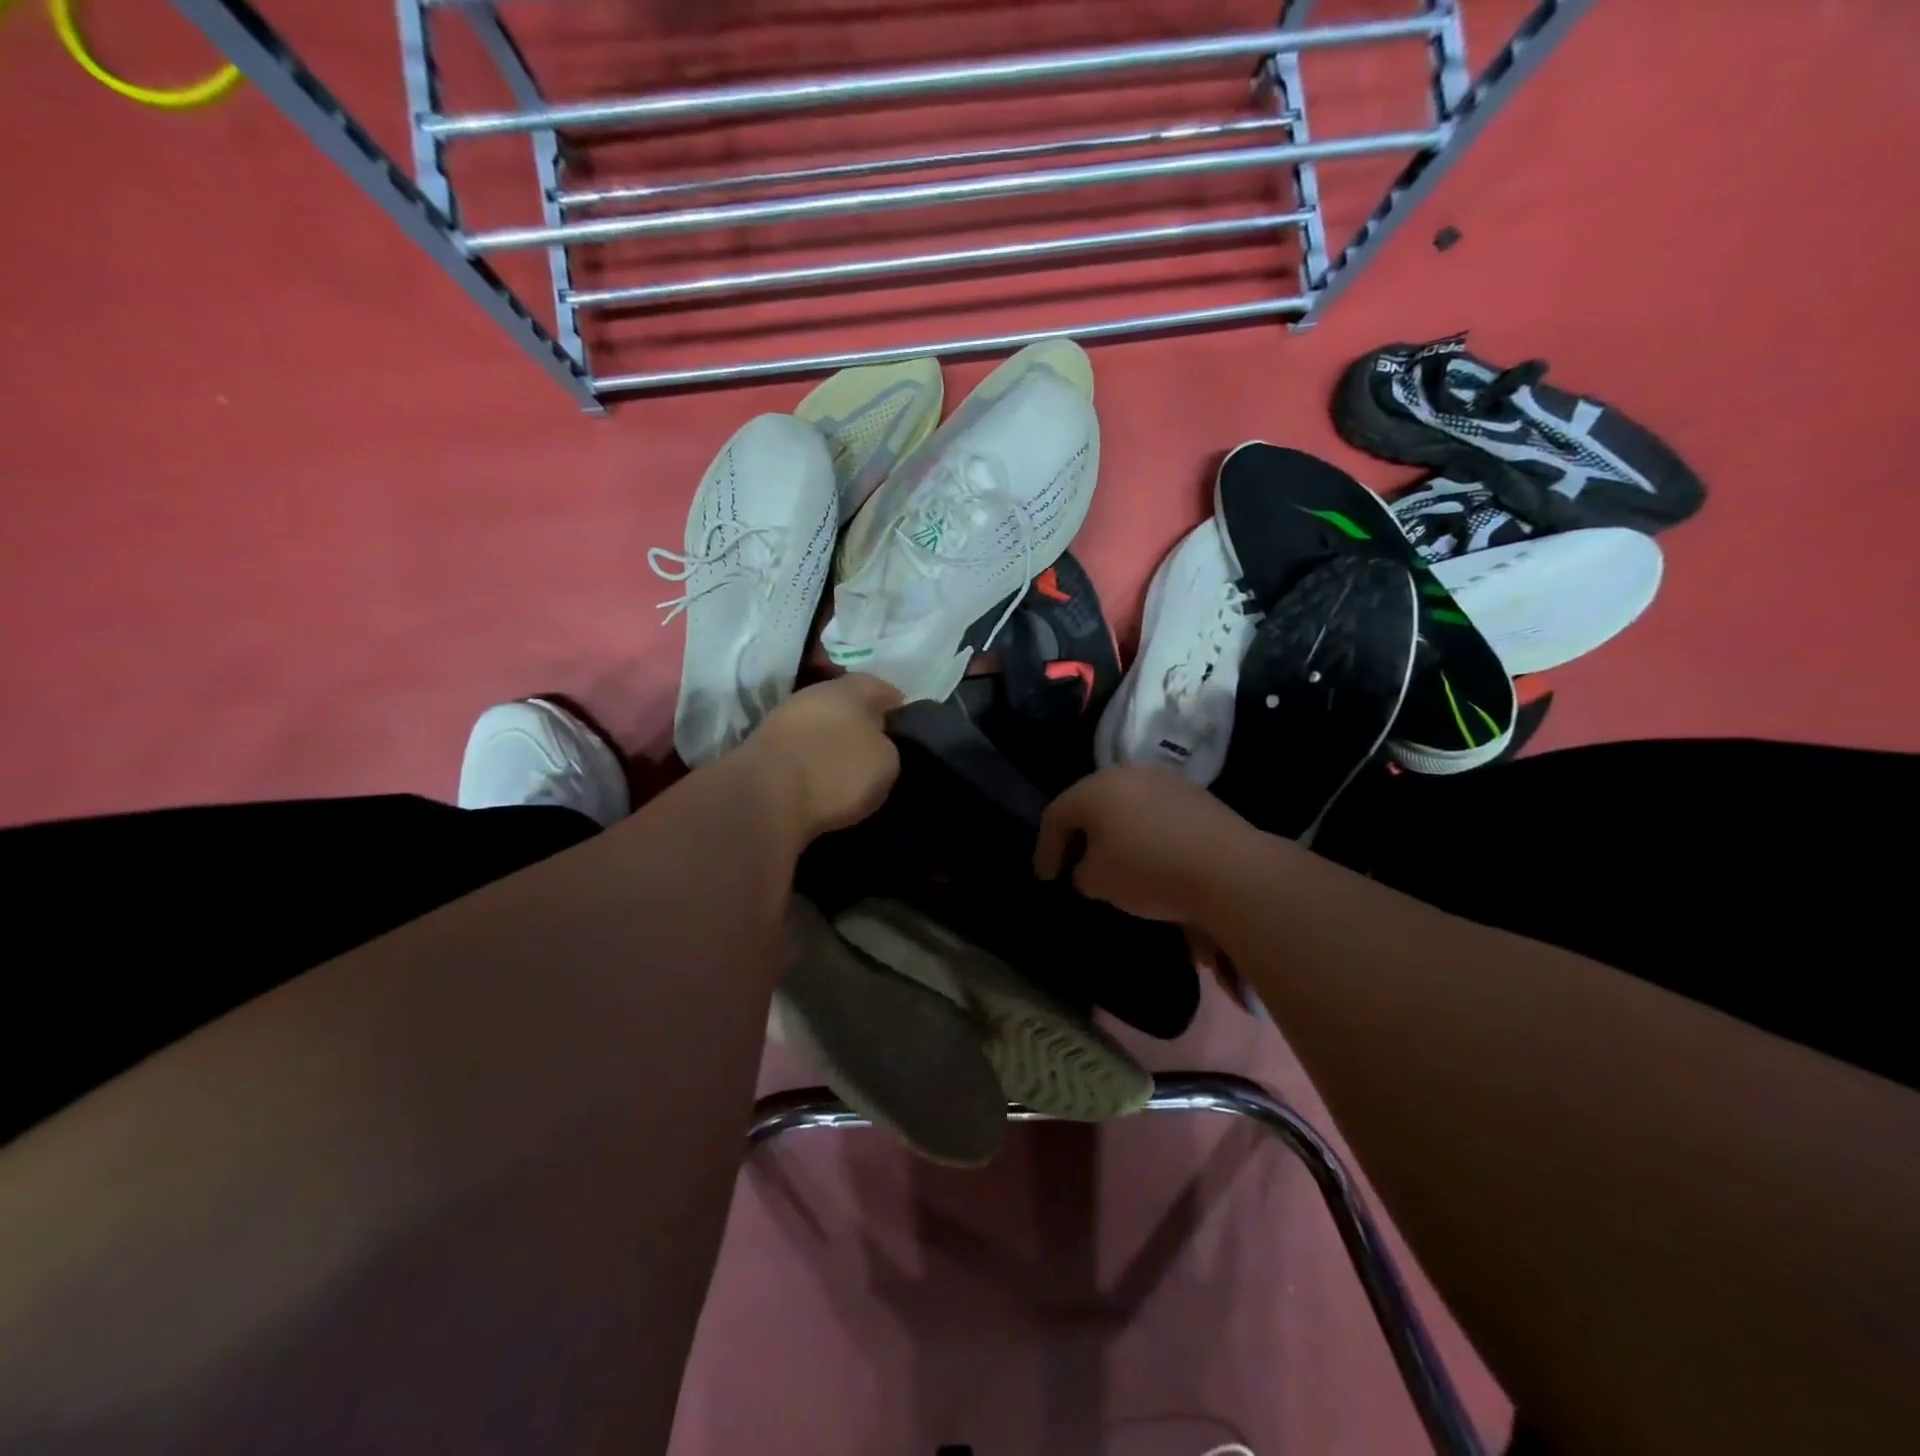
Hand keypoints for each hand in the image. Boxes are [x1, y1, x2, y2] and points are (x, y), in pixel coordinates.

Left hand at [737, 673, 902, 846]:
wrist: (765, 796)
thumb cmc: (837, 770)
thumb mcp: (886, 762)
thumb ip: (886, 746)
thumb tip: (876, 745)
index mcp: (849, 689)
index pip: (879, 686)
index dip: (894, 702)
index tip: (904, 720)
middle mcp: (813, 694)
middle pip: (844, 702)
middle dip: (860, 720)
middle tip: (877, 743)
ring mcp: (782, 719)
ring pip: (818, 724)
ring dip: (832, 740)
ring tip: (848, 766)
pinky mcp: (761, 749)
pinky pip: (799, 749)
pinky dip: (811, 759)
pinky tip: (820, 778)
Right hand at [1035, 765, 1258, 923]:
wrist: (1228, 868)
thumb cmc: (1148, 870)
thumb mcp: (1098, 881)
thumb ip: (1082, 872)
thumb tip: (1089, 868)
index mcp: (1094, 789)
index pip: (1056, 816)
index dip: (1046, 849)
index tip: (1047, 878)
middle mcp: (1126, 774)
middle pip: (1090, 802)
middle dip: (1078, 834)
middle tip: (1073, 862)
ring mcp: (1164, 779)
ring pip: (1124, 803)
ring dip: (1113, 829)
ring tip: (1113, 858)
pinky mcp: (1194, 794)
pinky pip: (1154, 810)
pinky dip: (1143, 830)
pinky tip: (1150, 854)